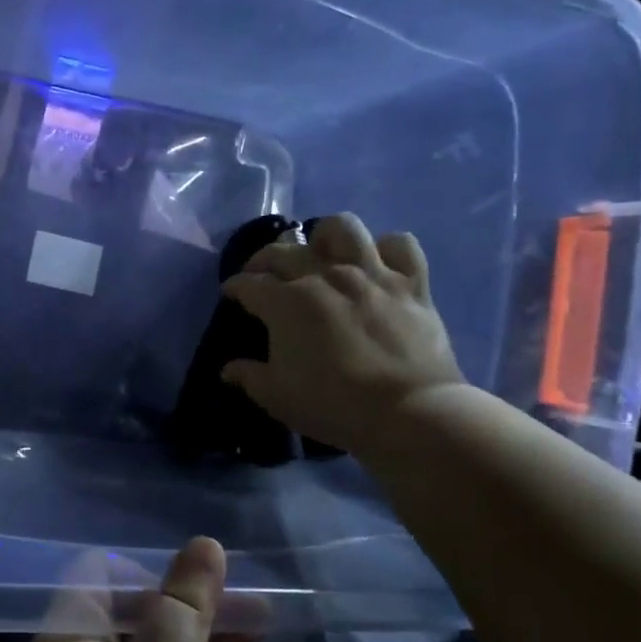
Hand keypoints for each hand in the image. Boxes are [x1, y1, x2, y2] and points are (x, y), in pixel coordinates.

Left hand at [0, 539, 255, 641]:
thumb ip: (184, 613)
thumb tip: (205, 544)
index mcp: (68, 637)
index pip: (104, 573)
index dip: (154, 570)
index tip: (206, 582)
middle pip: (137, 613)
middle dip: (192, 605)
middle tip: (256, 603)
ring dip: (201, 640)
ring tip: (260, 626)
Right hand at [220, 213, 465, 453]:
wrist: (408, 412)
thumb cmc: (333, 404)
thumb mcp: (276, 396)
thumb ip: (249, 376)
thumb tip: (228, 369)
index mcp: (286, 302)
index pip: (248, 283)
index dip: (235, 287)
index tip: (231, 293)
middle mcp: (325, 275)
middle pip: (284, 251)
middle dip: (264, 259)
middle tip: (262, 274)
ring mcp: (371, 274)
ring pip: (342, 228)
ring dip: (325, 236)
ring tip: (321, 252)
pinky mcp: (412, 283)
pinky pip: (400, 244)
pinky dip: (386, 248)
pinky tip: (377, 263)